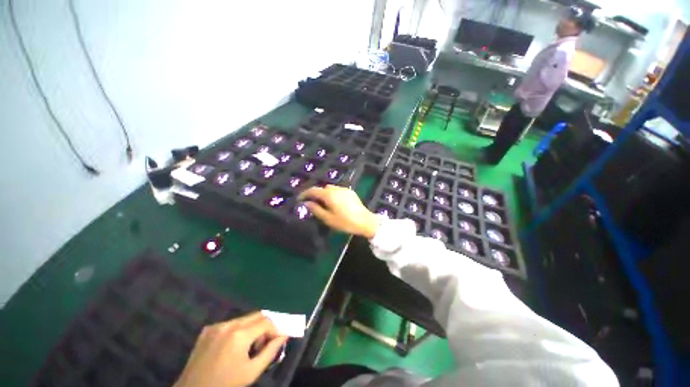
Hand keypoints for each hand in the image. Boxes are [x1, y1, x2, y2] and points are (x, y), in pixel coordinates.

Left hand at [174, 312, 287, 386]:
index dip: (275, 329)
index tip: (278, 340)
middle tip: (265, 343)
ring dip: (253, 328)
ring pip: (244, 318)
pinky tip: (234, 346)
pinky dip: (239, 330)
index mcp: (239, 334)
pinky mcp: (208, 329)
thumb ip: (271, 351)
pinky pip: (231, 324)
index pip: (266, 322)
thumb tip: (284, 335)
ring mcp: (216, 325)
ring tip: (250, 346)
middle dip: (265, 326)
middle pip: (257, 315)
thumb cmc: (225, 384)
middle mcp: (228, 324)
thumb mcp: (251, 372)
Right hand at [298, 185, 378, 238]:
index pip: (313, 190)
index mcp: (329, 194)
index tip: (299, 199)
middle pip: (321, 188)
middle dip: (314, 194)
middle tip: (310, 203)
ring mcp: (344, 189)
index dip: (304, 194)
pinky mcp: (350, 192)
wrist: (365, 221)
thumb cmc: (345, 222)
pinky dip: (331, 194)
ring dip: (323, 193)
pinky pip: (337, 190)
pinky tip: (333, 202)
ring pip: (330, 188)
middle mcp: (336, 188)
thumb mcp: (328, 218)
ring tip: (321, 203)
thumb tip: (307, 203)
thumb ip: (316, 209)